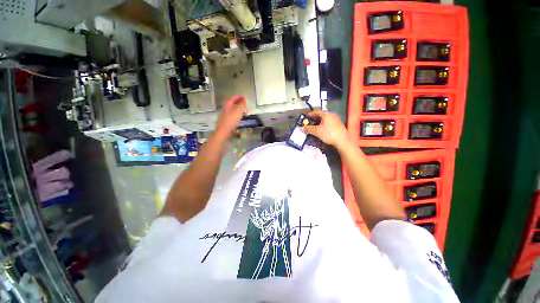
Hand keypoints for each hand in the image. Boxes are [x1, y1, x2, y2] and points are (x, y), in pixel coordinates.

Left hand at [215, 95, 246, 138]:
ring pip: (232, 109)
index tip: (244, 96)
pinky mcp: (226, 121)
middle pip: (232, 103)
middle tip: (244, 102)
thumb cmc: (231, 120)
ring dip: (238, 108)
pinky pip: (232, 115)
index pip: (233, 98)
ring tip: (243, 110)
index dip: (239, 96)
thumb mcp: (238, 111)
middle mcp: (226, 109)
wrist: (224, 131)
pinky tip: (239, 117)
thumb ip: (242, 105)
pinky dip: (237, 114)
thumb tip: (244, 100)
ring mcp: (225, 115)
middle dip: (238, 102)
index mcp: (228, 105)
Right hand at [302, 110, 348, 146]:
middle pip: (321, 115)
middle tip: (309, 121)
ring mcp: (336, 120)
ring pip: (325, 119)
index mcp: (326, 114)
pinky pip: (329, 122)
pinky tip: (322, 129)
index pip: (316, 112)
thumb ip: (308, 129)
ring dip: (319, 122)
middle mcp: (332, 115)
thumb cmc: (329, 134)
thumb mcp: (317, 131)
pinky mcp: (339, 125)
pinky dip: (324, 124)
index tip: (306, 116)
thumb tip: (301, 128)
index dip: (310, 114)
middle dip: (315, 118)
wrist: (342, 141)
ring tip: (315, 126)